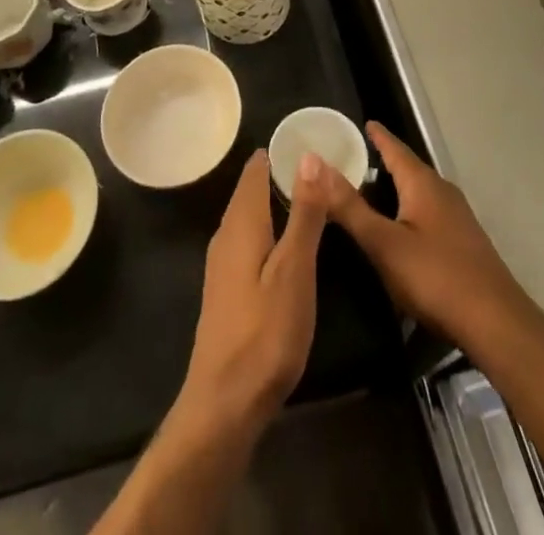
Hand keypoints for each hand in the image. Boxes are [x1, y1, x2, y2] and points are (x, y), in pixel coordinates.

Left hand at [175, 148, 328, 436]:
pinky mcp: (227, 288)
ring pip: (250, 216)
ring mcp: (222, 263)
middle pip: (251, 190)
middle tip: (321, 168)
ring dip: (276, 203)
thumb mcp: (295, 269)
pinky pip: (248, 239)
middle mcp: (226, 234)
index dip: (281, 152)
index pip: (257, 169)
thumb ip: (303, 213)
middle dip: (280, 175)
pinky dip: (269, 229)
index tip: (311, 141)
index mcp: (242, 222)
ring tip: (311, 199)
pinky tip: (288, 244)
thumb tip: (308, 155)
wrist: (225, 403)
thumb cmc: (265, 332)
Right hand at [316, 121, 533, 350]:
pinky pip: (429, 213)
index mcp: (422, 184)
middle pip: (409, 169)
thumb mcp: (383, 243)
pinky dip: (409, 211)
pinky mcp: (464, 243)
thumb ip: (349, 206)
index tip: (363, 123)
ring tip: (372, 192)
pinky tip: (401, 230)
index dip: (378, 136)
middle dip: (385, 162)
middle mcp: (442, 192)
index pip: (395, 148)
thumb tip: (314, 163)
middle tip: (356, 159)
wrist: (496, 323)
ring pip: (420, 193)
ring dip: (397, 189)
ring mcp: (457, 218)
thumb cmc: (435, 276)